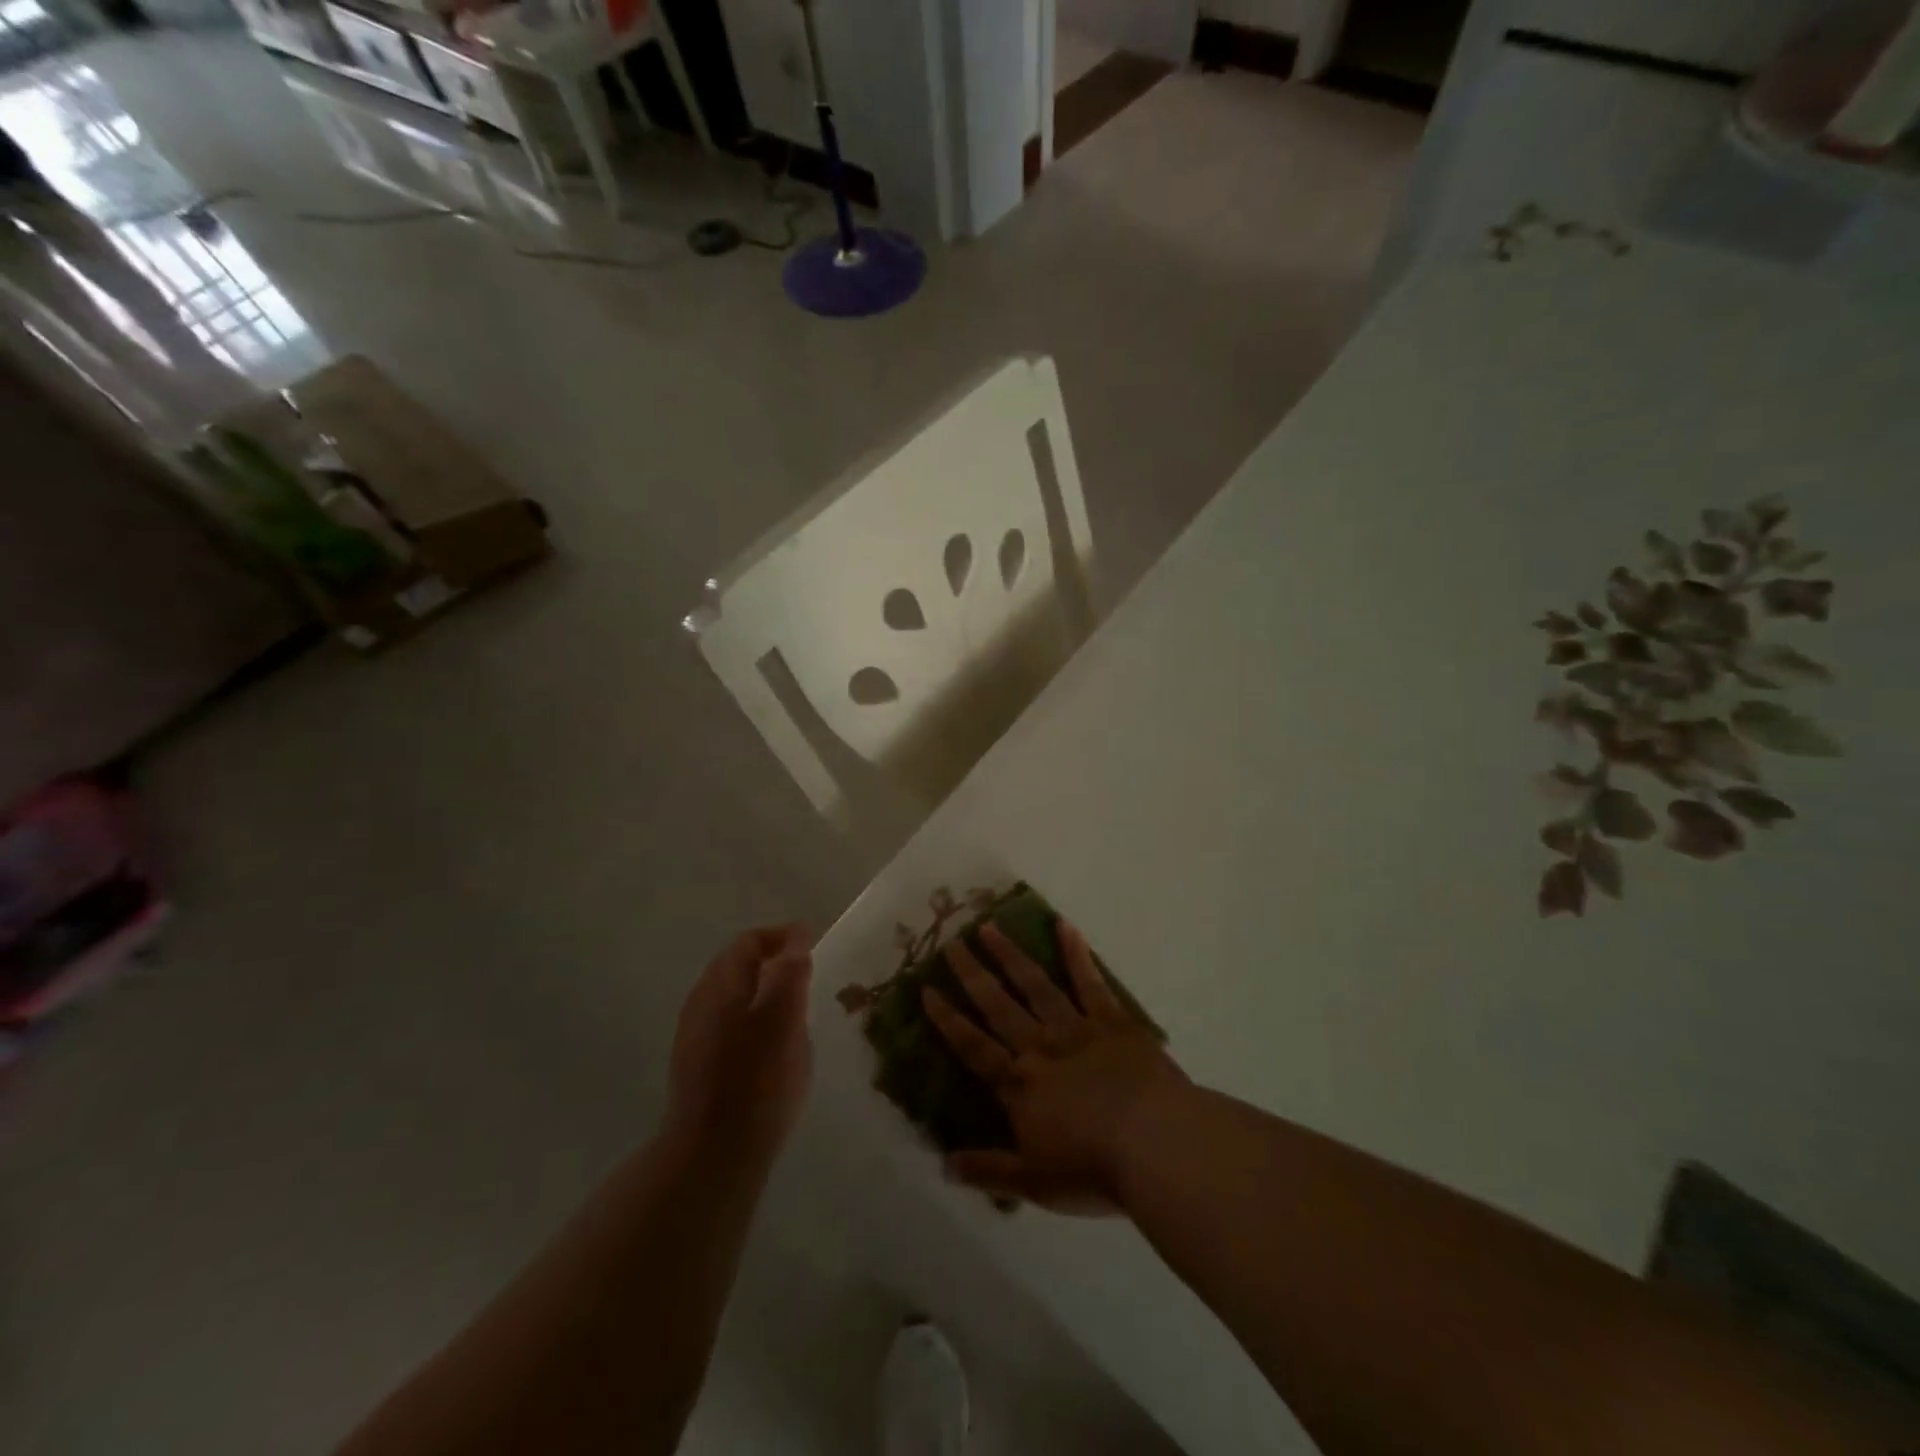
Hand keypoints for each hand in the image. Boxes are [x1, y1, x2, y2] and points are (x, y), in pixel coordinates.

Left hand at [665, 925, 812, 1163]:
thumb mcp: (784, 1017)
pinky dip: (755, 1020)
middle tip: (806, 973)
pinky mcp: (698, 1068)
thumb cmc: (756, 1079)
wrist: (711, 1155)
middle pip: (737, 967)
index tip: (812, 941)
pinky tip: (773, 1046)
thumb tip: (795, 939)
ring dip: (764, 993)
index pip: (749, 941)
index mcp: (720, 983)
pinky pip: (730, 1026)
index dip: (782, 936)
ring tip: (796, 1009)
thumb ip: (790, 973)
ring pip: (734, 998)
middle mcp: (701, 1002)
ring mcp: (695, 1037)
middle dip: (772, 962)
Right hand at [923, 920, 1183, 1213]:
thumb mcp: (1035, 1183)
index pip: (974, 1048)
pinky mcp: (1113, 1021)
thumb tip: (944, 1166)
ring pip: (1036, 985)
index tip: (927, 990)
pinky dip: (1076, 953)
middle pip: (999, 1006)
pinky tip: (1064, 925)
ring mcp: (1077, 1029)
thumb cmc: (1093, 1169)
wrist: (1156, 1144)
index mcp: (1020, 1085)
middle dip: (973, 975)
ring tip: (990, 927)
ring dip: (1011, 955)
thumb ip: (990, 1171)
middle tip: (952, 943)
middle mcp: (1040, 1047)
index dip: (949, 1020)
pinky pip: (1090, 982)